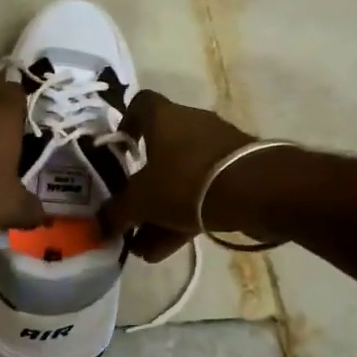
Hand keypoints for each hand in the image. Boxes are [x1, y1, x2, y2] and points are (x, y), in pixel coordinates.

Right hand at [101, 90, 255, 261]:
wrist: (258, 192)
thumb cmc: (187, 182)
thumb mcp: (142, 200)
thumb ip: (118, 212)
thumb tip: (99, 225)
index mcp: (165, 117)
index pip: (140, 104)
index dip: (126, 124)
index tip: (118, 150)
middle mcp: (191, 125)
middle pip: (160, 151)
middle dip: (142, 187)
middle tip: (128, 215)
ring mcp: (218, 150)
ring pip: (180, 179)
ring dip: (161, 212)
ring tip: (142, 247)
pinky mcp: (237, 174)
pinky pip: (202, 195)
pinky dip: (183, 218)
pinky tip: (166, 251)